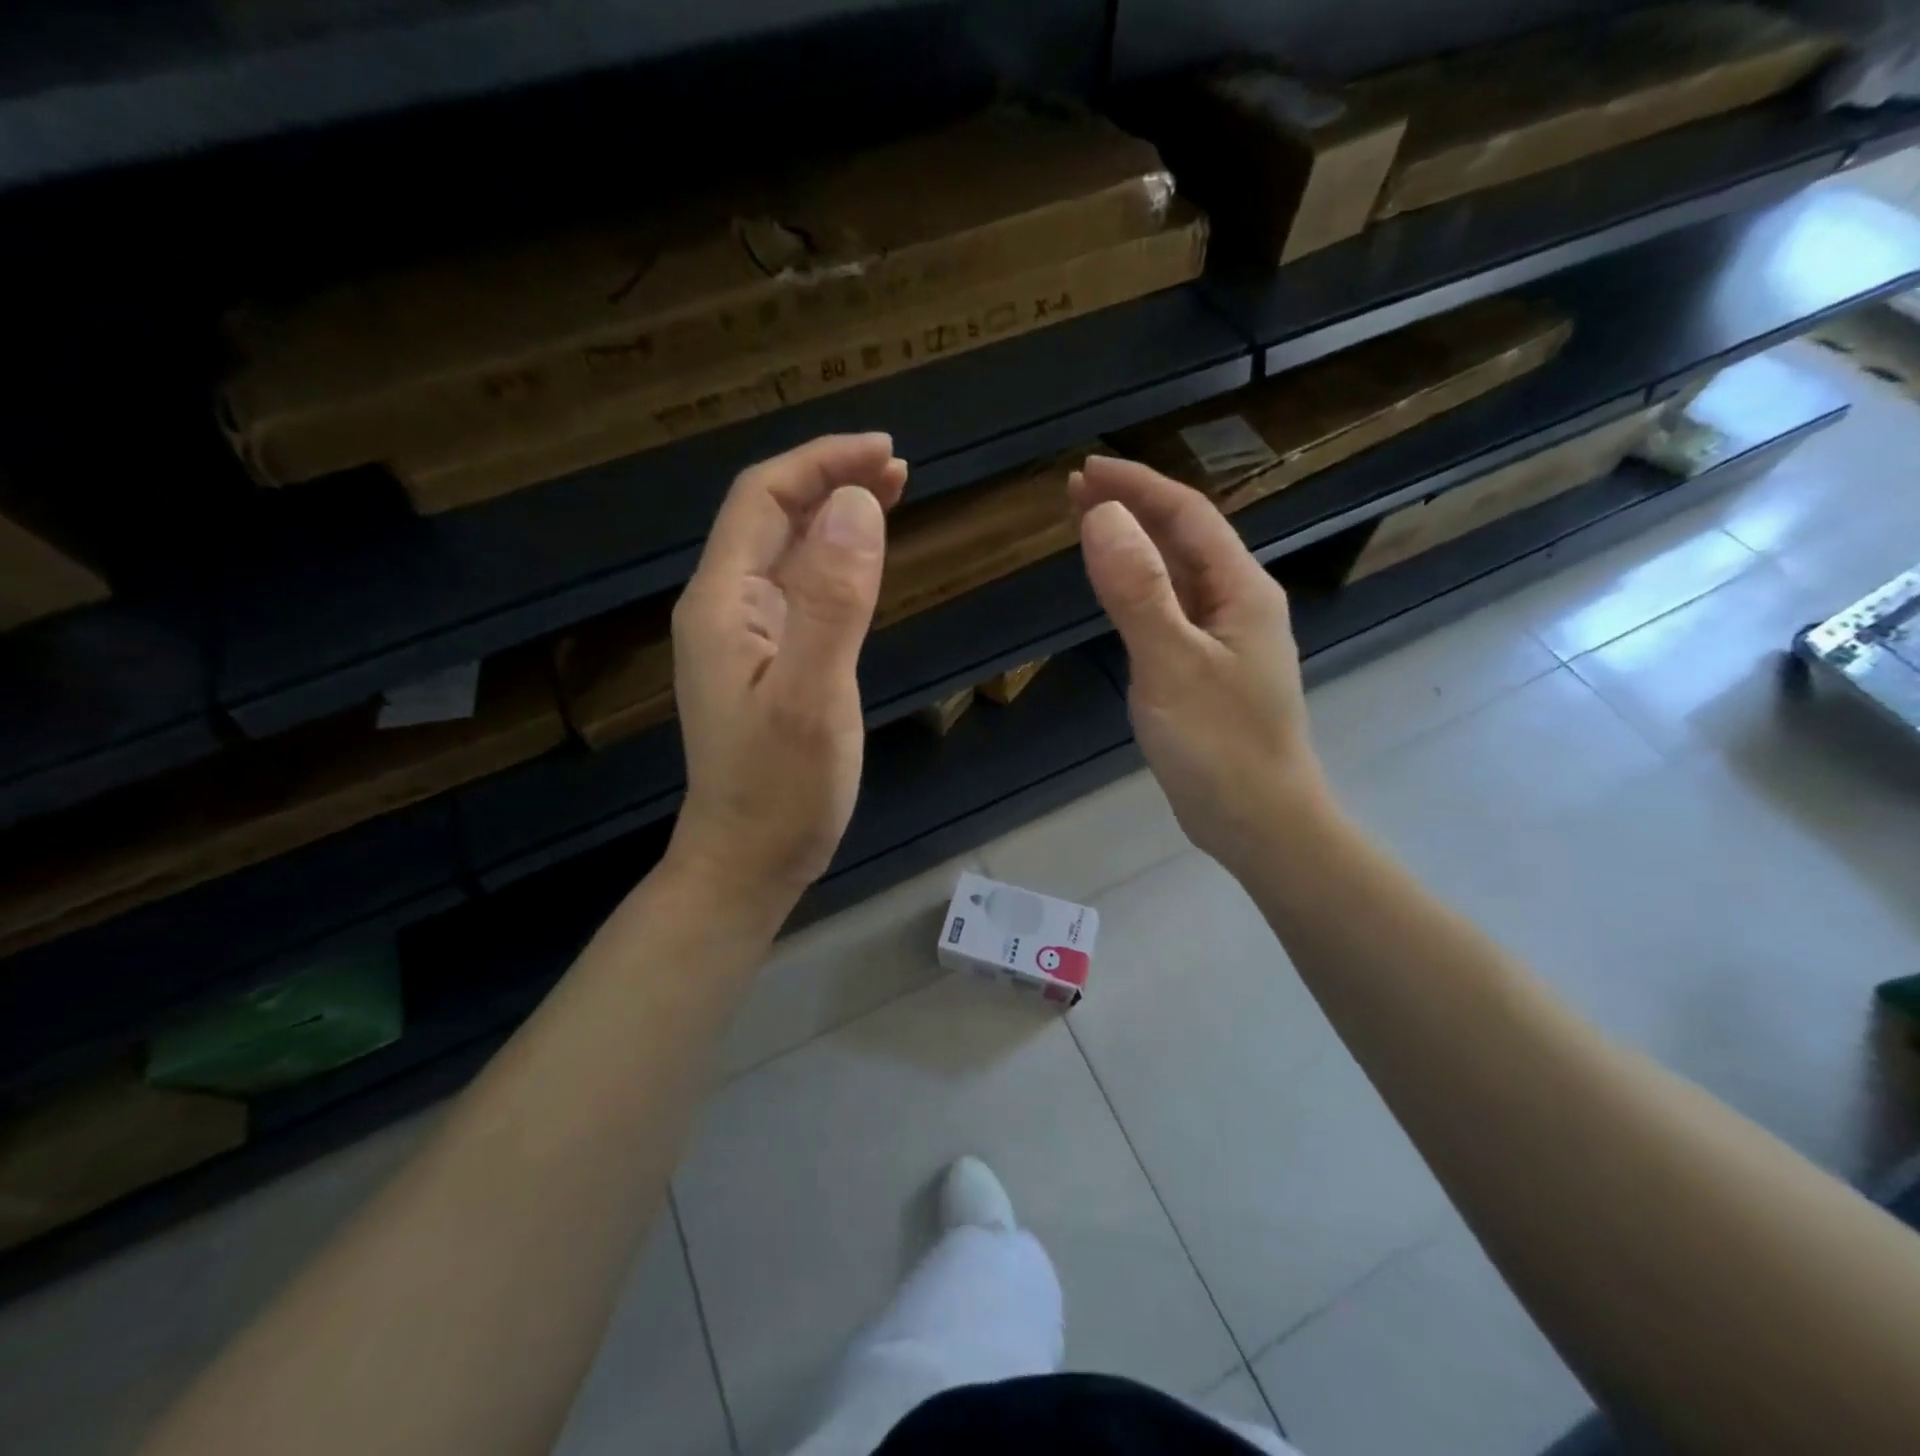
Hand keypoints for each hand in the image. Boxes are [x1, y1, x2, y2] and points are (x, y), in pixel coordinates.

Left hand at [667, 433, 906, 909]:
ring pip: (788, 553)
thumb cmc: (781, 791)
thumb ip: (832, 601)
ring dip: (835, 517)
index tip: (887, 452)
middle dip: (831, 480)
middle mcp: (726, 608)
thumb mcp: (811, 696)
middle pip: (772, 517)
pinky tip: (864, 562)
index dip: (822, 463)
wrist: (749, 862)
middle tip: (900, 470)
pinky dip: (836, 562)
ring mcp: (746, 638)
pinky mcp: (770, 664)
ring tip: (891, 496)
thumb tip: (856, 504)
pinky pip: (800, 591)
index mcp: (723, 603)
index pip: (763, 498)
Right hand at [1071, 455, 1328, 874]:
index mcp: (1242, 590)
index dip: (1138, 486)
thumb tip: (1103, 515)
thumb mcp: (1171, 663)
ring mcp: (1225, 640)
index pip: (1188, 516)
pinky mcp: (1208, 671)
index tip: (1086, 469)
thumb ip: (1138, 590)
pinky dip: (1140, 589)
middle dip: (1133, 508)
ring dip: (1135, 545)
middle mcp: (1239, 604)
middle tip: (1074, 491)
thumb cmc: (1220, 746)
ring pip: (1177, 575)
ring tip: (1088, 527)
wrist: (1259, 822)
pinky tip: (1119, 592)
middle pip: (1184, 539)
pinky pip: (1171, 611)